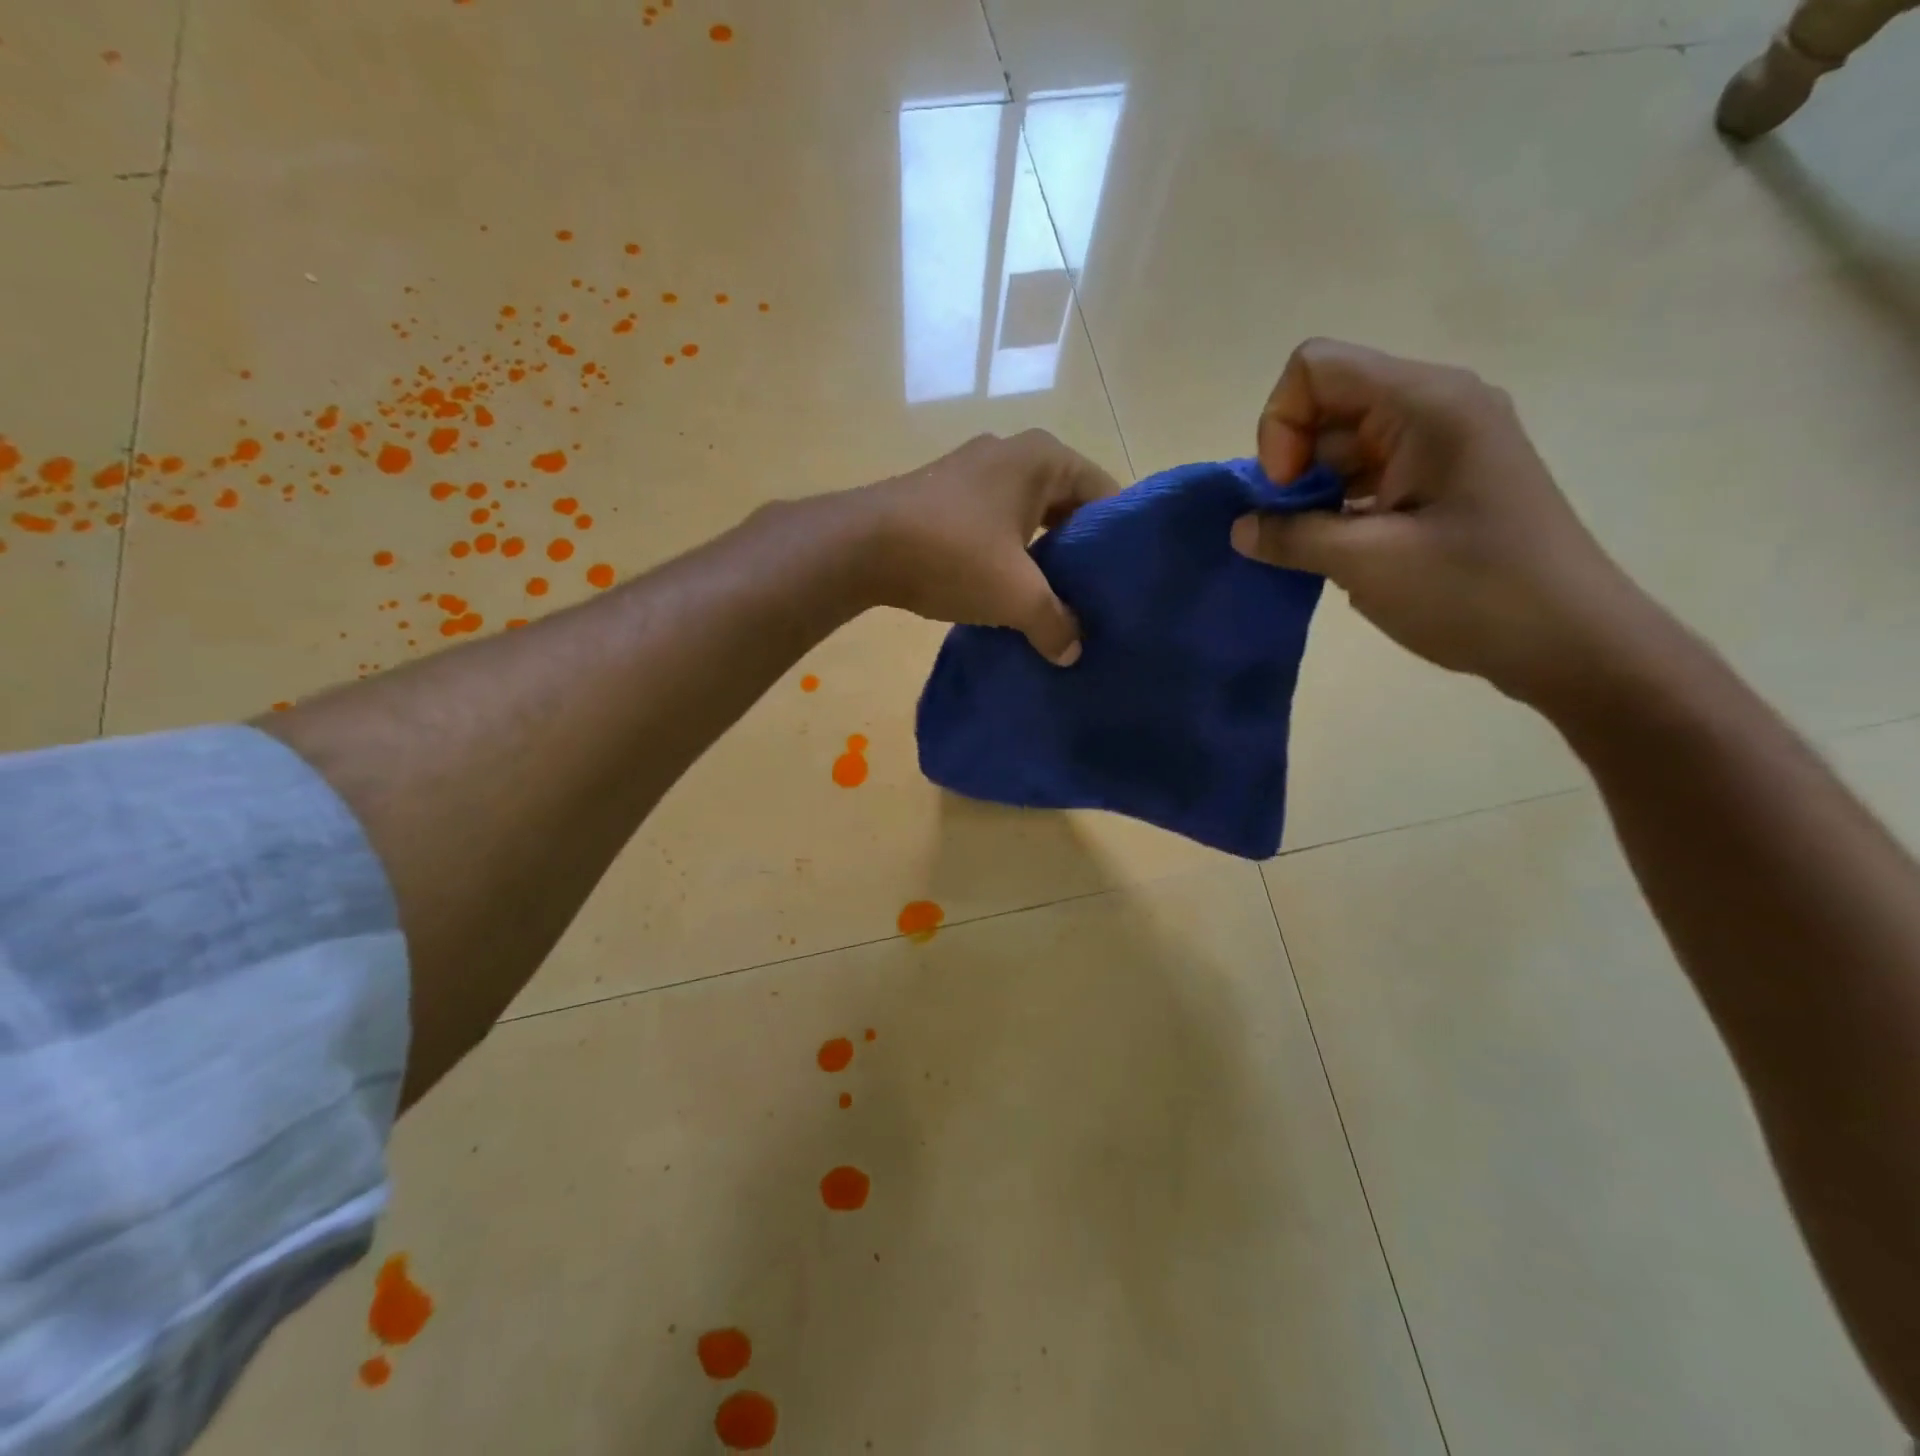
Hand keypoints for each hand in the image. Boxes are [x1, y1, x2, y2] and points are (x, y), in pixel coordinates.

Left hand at [860, 430, 1119, 664]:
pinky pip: (993, 525)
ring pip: (1027, 518)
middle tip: (1090, 600)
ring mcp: (972, 471)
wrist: (859, 546)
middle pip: (1066, 506)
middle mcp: (1012, 452)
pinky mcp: (943, 495)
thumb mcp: (1017, 596)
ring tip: (1051, 603)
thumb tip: (1072, 652)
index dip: (1116, 542)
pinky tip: (1004, 592)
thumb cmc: (952, 555)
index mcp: (1044, 458)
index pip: (1105, 495)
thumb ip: (1055, 624)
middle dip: (1077, 553)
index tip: (1120, 585)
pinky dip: (1005, 555)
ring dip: (1039, 557)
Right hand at [1231, 338, 1652, 709]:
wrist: (1571, 642)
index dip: (1281, 425)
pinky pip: (1367, 475)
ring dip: (1312, 493)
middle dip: (1292, 464)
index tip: (1287, 491)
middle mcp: (1435, 408)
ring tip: (1315, 547)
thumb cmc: (1475, 592)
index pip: (1316, 368)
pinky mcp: (1442, 483)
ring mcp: (1441, 446)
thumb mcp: (1367, 563)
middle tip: (1293, 527)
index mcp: (1426, 404)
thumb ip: (1292, 536)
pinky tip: (1338, 552)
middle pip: (1327, 405)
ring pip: (1342, 446)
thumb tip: (1240, 528)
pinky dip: (1338, 507)